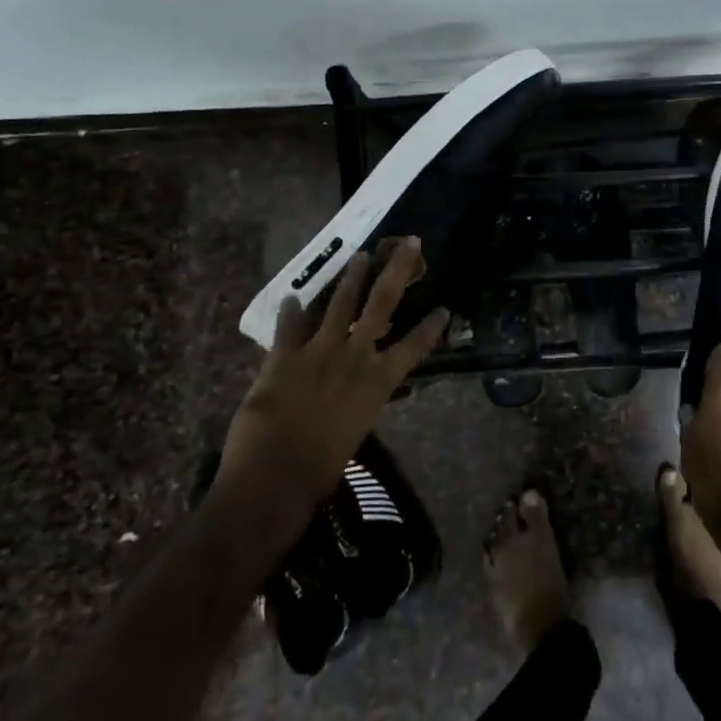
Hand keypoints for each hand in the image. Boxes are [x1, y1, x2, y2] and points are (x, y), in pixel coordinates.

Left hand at [214, 237, 448, 517]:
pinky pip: (289, 325)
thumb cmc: (322, 468)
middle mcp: (355, 357)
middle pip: (382, 303)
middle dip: (398, 270)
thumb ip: (361, 400)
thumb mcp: (356, 429)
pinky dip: (291, 310)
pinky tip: (293, 297)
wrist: (274, 478)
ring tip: (360, 256)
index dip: (432, 326)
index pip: (415, 346)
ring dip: (351, 277)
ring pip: (340, 303)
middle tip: (410, 243)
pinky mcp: (283, 356)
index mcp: (378, 381)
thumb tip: (364, 387)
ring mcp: (319, 352)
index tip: (445, 307)